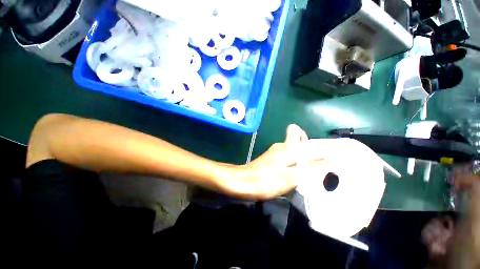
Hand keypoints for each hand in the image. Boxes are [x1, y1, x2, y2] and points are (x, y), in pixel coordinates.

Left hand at [222, 124, 311, 199]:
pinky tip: (294, 181)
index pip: (295, 130)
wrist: (241, 183)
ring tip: (308, 178)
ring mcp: (273, 155)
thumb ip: (311, 169)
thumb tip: (328, 161)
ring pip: (291, 154)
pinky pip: (285, 162)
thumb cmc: (266, 180)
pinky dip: (292, 168)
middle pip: (296, 144)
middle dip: (307, 154)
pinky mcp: (269, 163)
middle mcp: (280, 148)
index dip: (305, 136)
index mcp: (286, 147)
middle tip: (317, 169)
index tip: (312, 150)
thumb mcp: (292, 177)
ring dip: (300, 163)